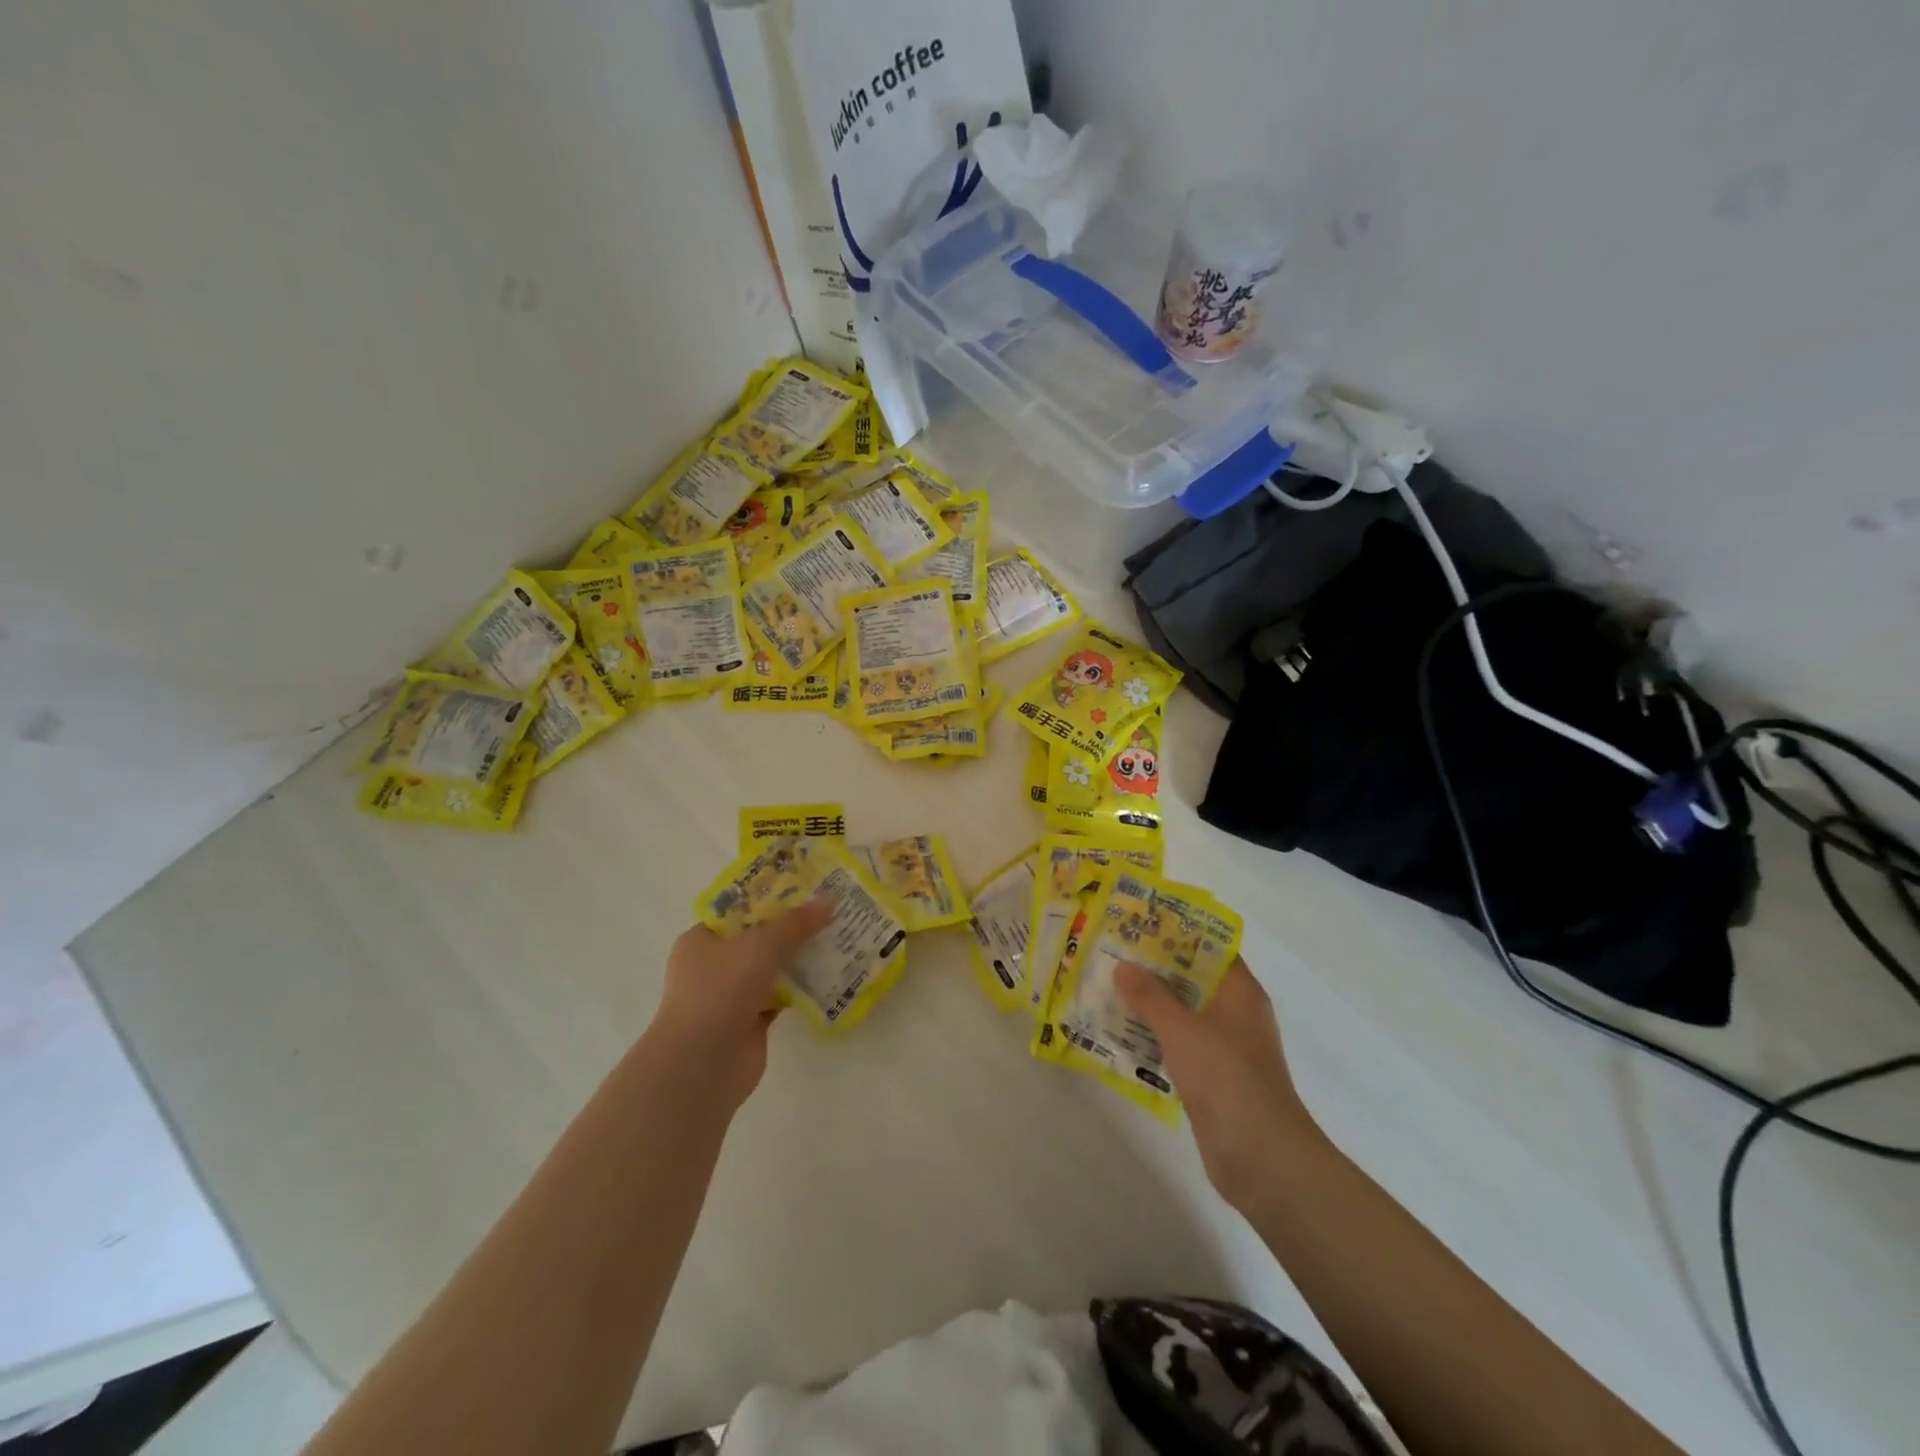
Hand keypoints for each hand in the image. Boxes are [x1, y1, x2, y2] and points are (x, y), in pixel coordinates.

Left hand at [650, 899, 833, 1109]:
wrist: (703, 1064)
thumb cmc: (721, 990)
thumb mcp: (761, 945)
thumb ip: (796, 923)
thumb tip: (830, 901)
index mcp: (701, 939)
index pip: (738, 910)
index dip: (770, 897)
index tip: (805, 889)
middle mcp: (712, 966)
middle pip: (758, 938)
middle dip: (792, 928)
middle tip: (828, 912)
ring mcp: (730, 996)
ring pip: (771, 969)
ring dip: (800, 958)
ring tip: (837, 938)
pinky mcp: (749, 1022)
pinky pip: (780, 997)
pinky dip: (801, 989)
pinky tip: (831, 976)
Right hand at [1116, 957, 1320, 1212]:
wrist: (1262, 1157)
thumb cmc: (1227, 1077)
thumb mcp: (1181, 1029)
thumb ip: (1150, 996)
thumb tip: (1122, 965)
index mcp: (1240, 992)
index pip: (1211, 947)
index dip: (1179, 932)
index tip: (1142, 921)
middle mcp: (1236, 1014)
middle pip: (1194, 979)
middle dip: (1156, 967)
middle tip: (1114, 952)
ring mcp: (1226, 1048)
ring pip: (1184, 1013)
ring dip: (1152, 1003)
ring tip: (1109, 987)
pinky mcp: (1214, 1078)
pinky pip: (1180, 1045)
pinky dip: (1156, 1036)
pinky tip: (1122, 1033)